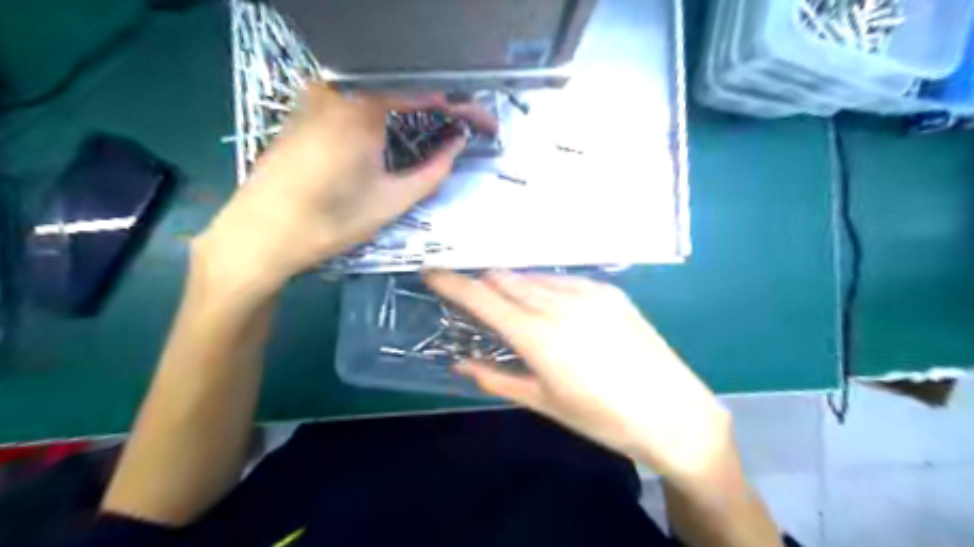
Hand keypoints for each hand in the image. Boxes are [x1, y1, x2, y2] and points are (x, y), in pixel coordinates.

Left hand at [193, 85, 495, 295]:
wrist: (260, 234)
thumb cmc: (329, 221)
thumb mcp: (392, 200)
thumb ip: (434, 169)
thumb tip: (458, 144)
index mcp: (362, 104)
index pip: (428, 92)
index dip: (463, 108)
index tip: (486, 127)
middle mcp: (338, 86)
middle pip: (405, 85)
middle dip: (443, 105)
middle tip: (466, 128)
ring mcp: (318, 93)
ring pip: (382, 90)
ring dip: (416, 106)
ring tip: (442, 129)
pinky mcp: (307, 107)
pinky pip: (359, 99)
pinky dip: (388, 111)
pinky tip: (402, 129)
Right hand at [427, 271, 737, 485]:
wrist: (673, 412)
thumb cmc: (602, 418)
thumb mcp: (544, 403)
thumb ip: (496, 378)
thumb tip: (460, 364)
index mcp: (537, 335)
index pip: (482, 297)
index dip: (452, 282)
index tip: (432, 272)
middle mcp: (558, 303)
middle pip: (505, 278)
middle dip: (484, 284)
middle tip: (475, 298)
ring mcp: (587, 292)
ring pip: (533, 276)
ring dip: (514, 285)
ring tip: (513, 304)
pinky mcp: (609, 291)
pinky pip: (562, 280)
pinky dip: (545, 286)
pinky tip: (551, 305)